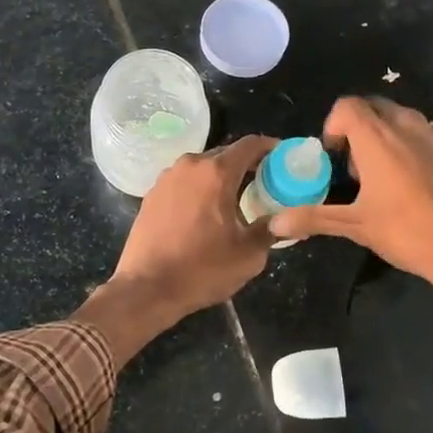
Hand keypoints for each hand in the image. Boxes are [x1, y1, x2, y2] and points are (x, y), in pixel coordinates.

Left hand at [79, 136, 277, 363]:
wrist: (147, 288)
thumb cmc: (202, 269)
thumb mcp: (248, 255)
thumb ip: (271, 230)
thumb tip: (286, 220)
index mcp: (216, 173)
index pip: (250, 145)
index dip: (270, 147)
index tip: (283, 157)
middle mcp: (190, 166)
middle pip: (225, 154)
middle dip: (246, 165)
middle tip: (264, 183)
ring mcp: (166, 178)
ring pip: (202, 168)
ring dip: (220, 177)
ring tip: (235, 198)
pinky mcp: (151, 194)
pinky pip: (184, 182)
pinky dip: (199, 189)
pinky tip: (205, 211)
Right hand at [267, 97, 432, 300]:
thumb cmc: (409, 233)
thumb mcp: (356, 226)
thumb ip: (314, 218)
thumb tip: (275, 223)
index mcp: (377, 138)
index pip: (347, 106)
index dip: (334, 125)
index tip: (334, 156)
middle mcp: (408, 126)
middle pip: (375, 108)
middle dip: (359, 129)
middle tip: (357, 168)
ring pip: (405, 120)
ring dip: (389, 137)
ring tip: (389, 177)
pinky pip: (431, 136)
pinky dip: (418, 148)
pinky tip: (422, 185)